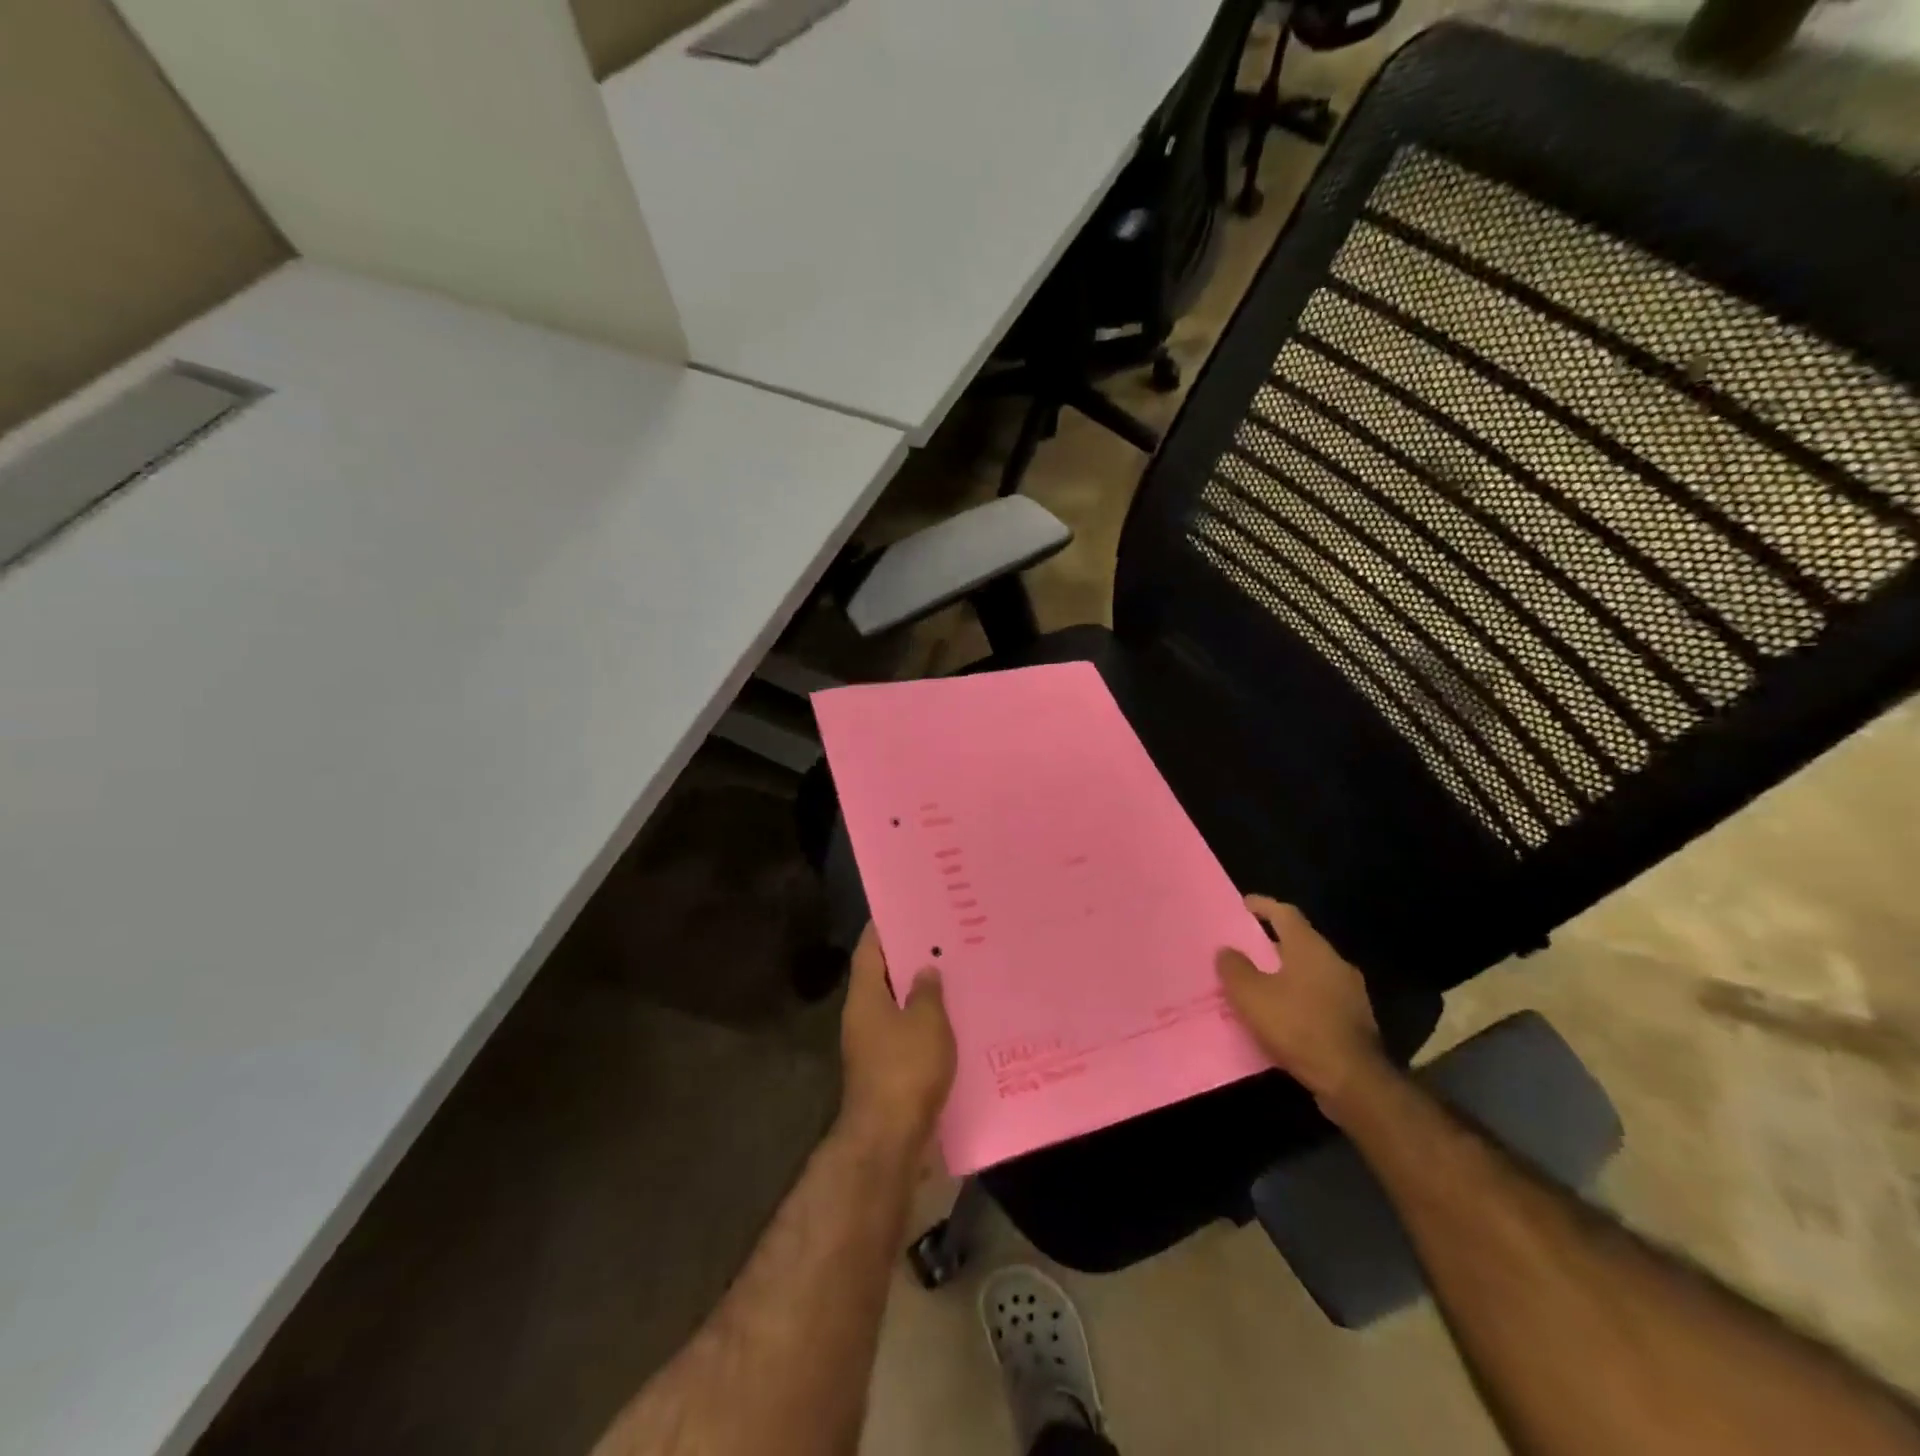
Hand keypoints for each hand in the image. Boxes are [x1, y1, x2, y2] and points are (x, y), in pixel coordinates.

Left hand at [839, 923, 955, 1151]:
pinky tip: (953, 1018)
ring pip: (896, 1006)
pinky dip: (925, 1022)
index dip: (885, 926)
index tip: (908, 908)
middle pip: (883, 975)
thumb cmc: (905, 1069)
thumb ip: (928, 991)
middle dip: (909, 957)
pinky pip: (906, 1033)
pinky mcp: (886, 1070)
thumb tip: (925, 968)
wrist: (889, 1138)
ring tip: (953, 972)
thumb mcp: (926, 1022)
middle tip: (942, 937)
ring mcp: (872, 1045)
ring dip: (919, 992)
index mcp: (865, 996)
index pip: (869, 948)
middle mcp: (862, 1015)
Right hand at [1217, 896, 1388, 1118]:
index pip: (1285, 913)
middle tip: (1245, 949)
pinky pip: (1320, 997)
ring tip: (1260, 984)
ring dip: (1286, 973)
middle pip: (1299, 941)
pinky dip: (1300, 998)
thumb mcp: (1251, 996)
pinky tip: (1283, 1015)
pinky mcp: (1355, 1020)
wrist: (1353, 1080)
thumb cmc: (1298, 1026)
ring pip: (1311, 971)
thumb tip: (1227, 951)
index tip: (1243, 905)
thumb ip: (1235, 968)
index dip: (1263, 906)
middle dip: (1272, 943)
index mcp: (1310, 947)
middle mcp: (1334, 961)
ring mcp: (1350, 991)